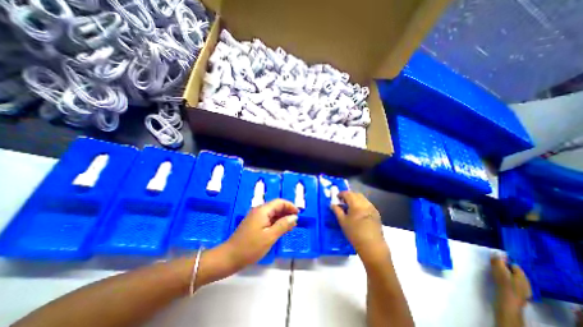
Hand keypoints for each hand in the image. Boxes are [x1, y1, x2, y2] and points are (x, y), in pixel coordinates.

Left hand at [223, 199, 297, 267]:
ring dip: (282, 218)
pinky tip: (280, 229)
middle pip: (276, 206)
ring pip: (272, 213)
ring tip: (290, 227)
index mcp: (262, 210)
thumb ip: (283, 225)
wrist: (229, 257)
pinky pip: (268, 219)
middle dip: (287, 212)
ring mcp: (255, 217)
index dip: (290, 206)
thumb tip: (294, 217)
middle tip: (295, 222)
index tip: (298, 214)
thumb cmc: (250, 247)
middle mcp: (259, 210)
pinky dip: (276, 222)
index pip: (279, 202)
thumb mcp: (270, 237)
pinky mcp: (254, 223)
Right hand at [332, 190, 385, 261]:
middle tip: (342, 202)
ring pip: (362, 198)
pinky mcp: (376, 213)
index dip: (341, 194)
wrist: (372, 246)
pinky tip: (358, 212)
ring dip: (355, 199)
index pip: (347, 193)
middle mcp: (365, 203)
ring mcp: (372, 207)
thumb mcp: (343, 222)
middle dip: (348, 195)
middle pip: (355, 194)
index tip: (336, 198)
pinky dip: (361, 204)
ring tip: (350, 207)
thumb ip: (337, 210)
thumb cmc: (354, 233)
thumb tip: (332, 204)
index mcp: (356, 204)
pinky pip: (367, 203)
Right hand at [489, 255, 531, 325]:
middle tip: (492, 264)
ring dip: (502, 272)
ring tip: (493, 270)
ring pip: (511, 276)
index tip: (494, 258)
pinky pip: (510, 282)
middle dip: (503, 266)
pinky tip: (497, 279)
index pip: (514, 265)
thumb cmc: (504, 287)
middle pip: (513, 271)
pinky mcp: (515, 293)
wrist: (506, 305)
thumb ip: (499, 263)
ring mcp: (521, 289)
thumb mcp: (500, 273)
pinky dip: (503, 279)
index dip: (504, 260)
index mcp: (523, 277)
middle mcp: (525, 283)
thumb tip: (497, 254)